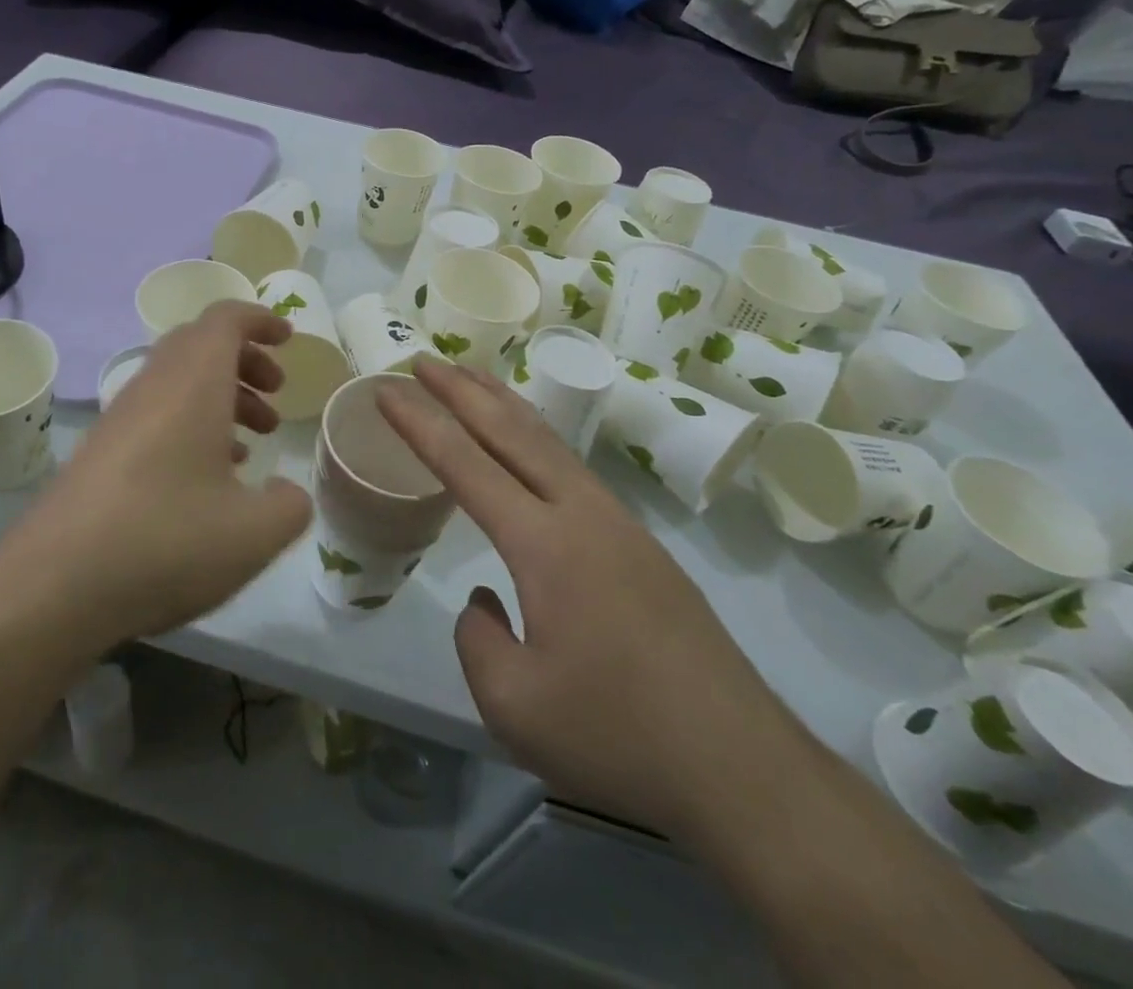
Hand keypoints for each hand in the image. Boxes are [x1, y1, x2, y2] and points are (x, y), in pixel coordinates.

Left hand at [0, 301, 310, 653]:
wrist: (52, 585)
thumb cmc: (165, 541)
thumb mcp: (253, 534)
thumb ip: (289, 506)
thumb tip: (287, 493)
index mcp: (193, 383)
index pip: (225, 320)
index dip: (260, 320)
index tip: (289, 339)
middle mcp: (154, 386)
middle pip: (200, 345)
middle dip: (244, 360)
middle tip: (275, 392)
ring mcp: (122, 418)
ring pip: (179, 381)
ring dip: (221, 396)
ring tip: (253, 441)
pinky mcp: (102, 450)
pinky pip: (157, 414)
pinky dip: (192, 424)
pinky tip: (209, 478)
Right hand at [378, 360, 811, 842]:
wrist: (745, 772)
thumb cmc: (618, 737)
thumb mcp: (514, 705)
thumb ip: (477, 640)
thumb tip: (486, 601)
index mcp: (545, 544)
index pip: (466, 463)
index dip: (420, 423)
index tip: (387, 389)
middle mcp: (582, 514)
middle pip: (512, 431)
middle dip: (462, 390)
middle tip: (423, 360)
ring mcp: (620, 525)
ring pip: (550, 442)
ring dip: (504, 404)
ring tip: (472, 377)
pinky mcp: (642, 547)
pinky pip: (573, 468)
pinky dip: (537, 437)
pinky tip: (531, 447)